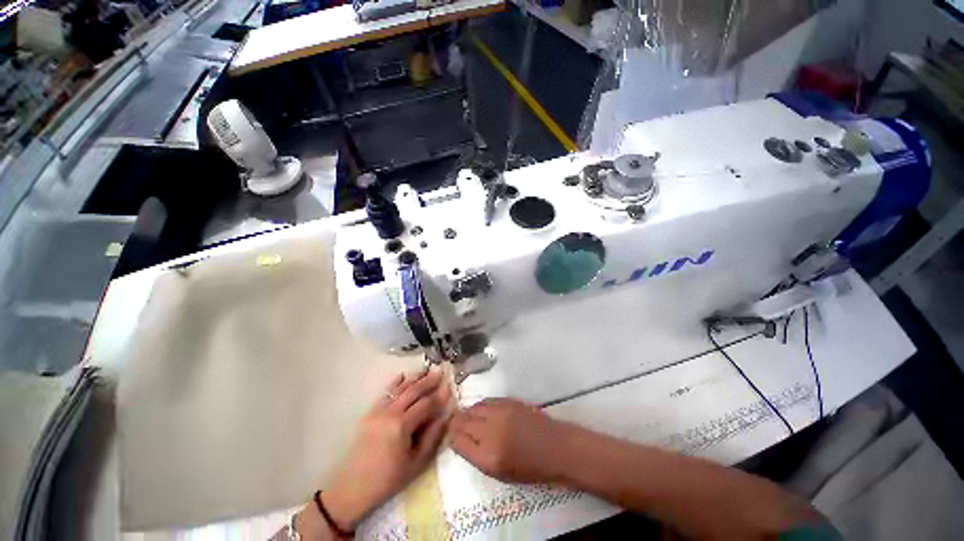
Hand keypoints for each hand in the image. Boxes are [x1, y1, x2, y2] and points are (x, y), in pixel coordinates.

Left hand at [322, 367, 452, 530]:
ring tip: (426, 370)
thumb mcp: (416, 463)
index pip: (426, 404)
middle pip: (413, 391)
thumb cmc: (388, 479)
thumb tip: (446, 416)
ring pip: (400, 388)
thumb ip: (433, 437)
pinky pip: (385, 392)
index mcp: (402, 425)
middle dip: (428, 381)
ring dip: (414, 378)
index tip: (450, 387)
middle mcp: (390, 413)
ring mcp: (379, 410)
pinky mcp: (370, 412)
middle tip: (440, 371)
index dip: (439, 395)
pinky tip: (403, 375)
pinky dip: (396, 382)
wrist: (352, 488)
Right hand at [449, 398, 568, 483]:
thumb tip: (461, 440)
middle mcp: (490, 432)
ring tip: (468, 418)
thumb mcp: (500, 472)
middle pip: (462, 421)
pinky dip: (480, 406)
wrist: (555, 447)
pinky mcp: (508, 401)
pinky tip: (482, 411)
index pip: (457, 441)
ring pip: (472, 408)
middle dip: (456, 424)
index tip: (452, 437)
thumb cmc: (529, 468)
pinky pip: (486, 401)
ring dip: (467, 413)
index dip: (452, 438)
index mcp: (488, 457)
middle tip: (456, 426)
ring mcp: (500, 413)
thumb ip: (477, 455)